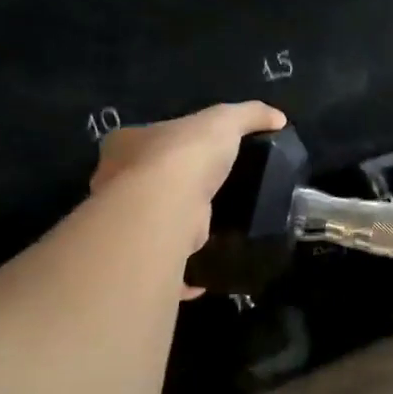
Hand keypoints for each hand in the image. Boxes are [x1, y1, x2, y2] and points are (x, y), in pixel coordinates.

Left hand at [91, 102, 287, 261]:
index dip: (168, 144)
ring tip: (208, 231)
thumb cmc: (185, 155)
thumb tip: (279, 118)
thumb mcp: (224, 120)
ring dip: (173, 228)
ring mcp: (125, 222)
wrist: (164, 206)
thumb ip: (249, 115)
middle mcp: (114, 182)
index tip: (194, 154)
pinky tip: (203, 278)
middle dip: (166, 188)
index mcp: (125, 145)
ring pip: (150, 224)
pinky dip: (182, 275)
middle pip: (142, 183)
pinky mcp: (142, 254)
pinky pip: (162, 266)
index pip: (144, 140)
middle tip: (205, 194)